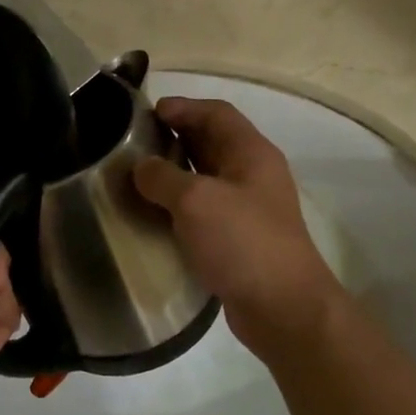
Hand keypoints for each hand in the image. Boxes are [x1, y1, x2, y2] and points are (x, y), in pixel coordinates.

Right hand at [133, 97, 345, 357]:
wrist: (282, 308)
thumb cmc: (243, 242)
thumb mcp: (196, 201)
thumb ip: (162, 177)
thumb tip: (140, 167)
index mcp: (251, 153)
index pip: (216, 113)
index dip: (183, 107)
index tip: (145, 113)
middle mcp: (253, 175)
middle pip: (211, 143)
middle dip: (173, 138)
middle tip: (133, 144)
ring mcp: (248, 209)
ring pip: (205, 178)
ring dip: (174, 174)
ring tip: (135, 178)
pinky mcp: (238, 239)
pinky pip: (204, 211)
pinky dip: (178, 206)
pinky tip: (153, 216)